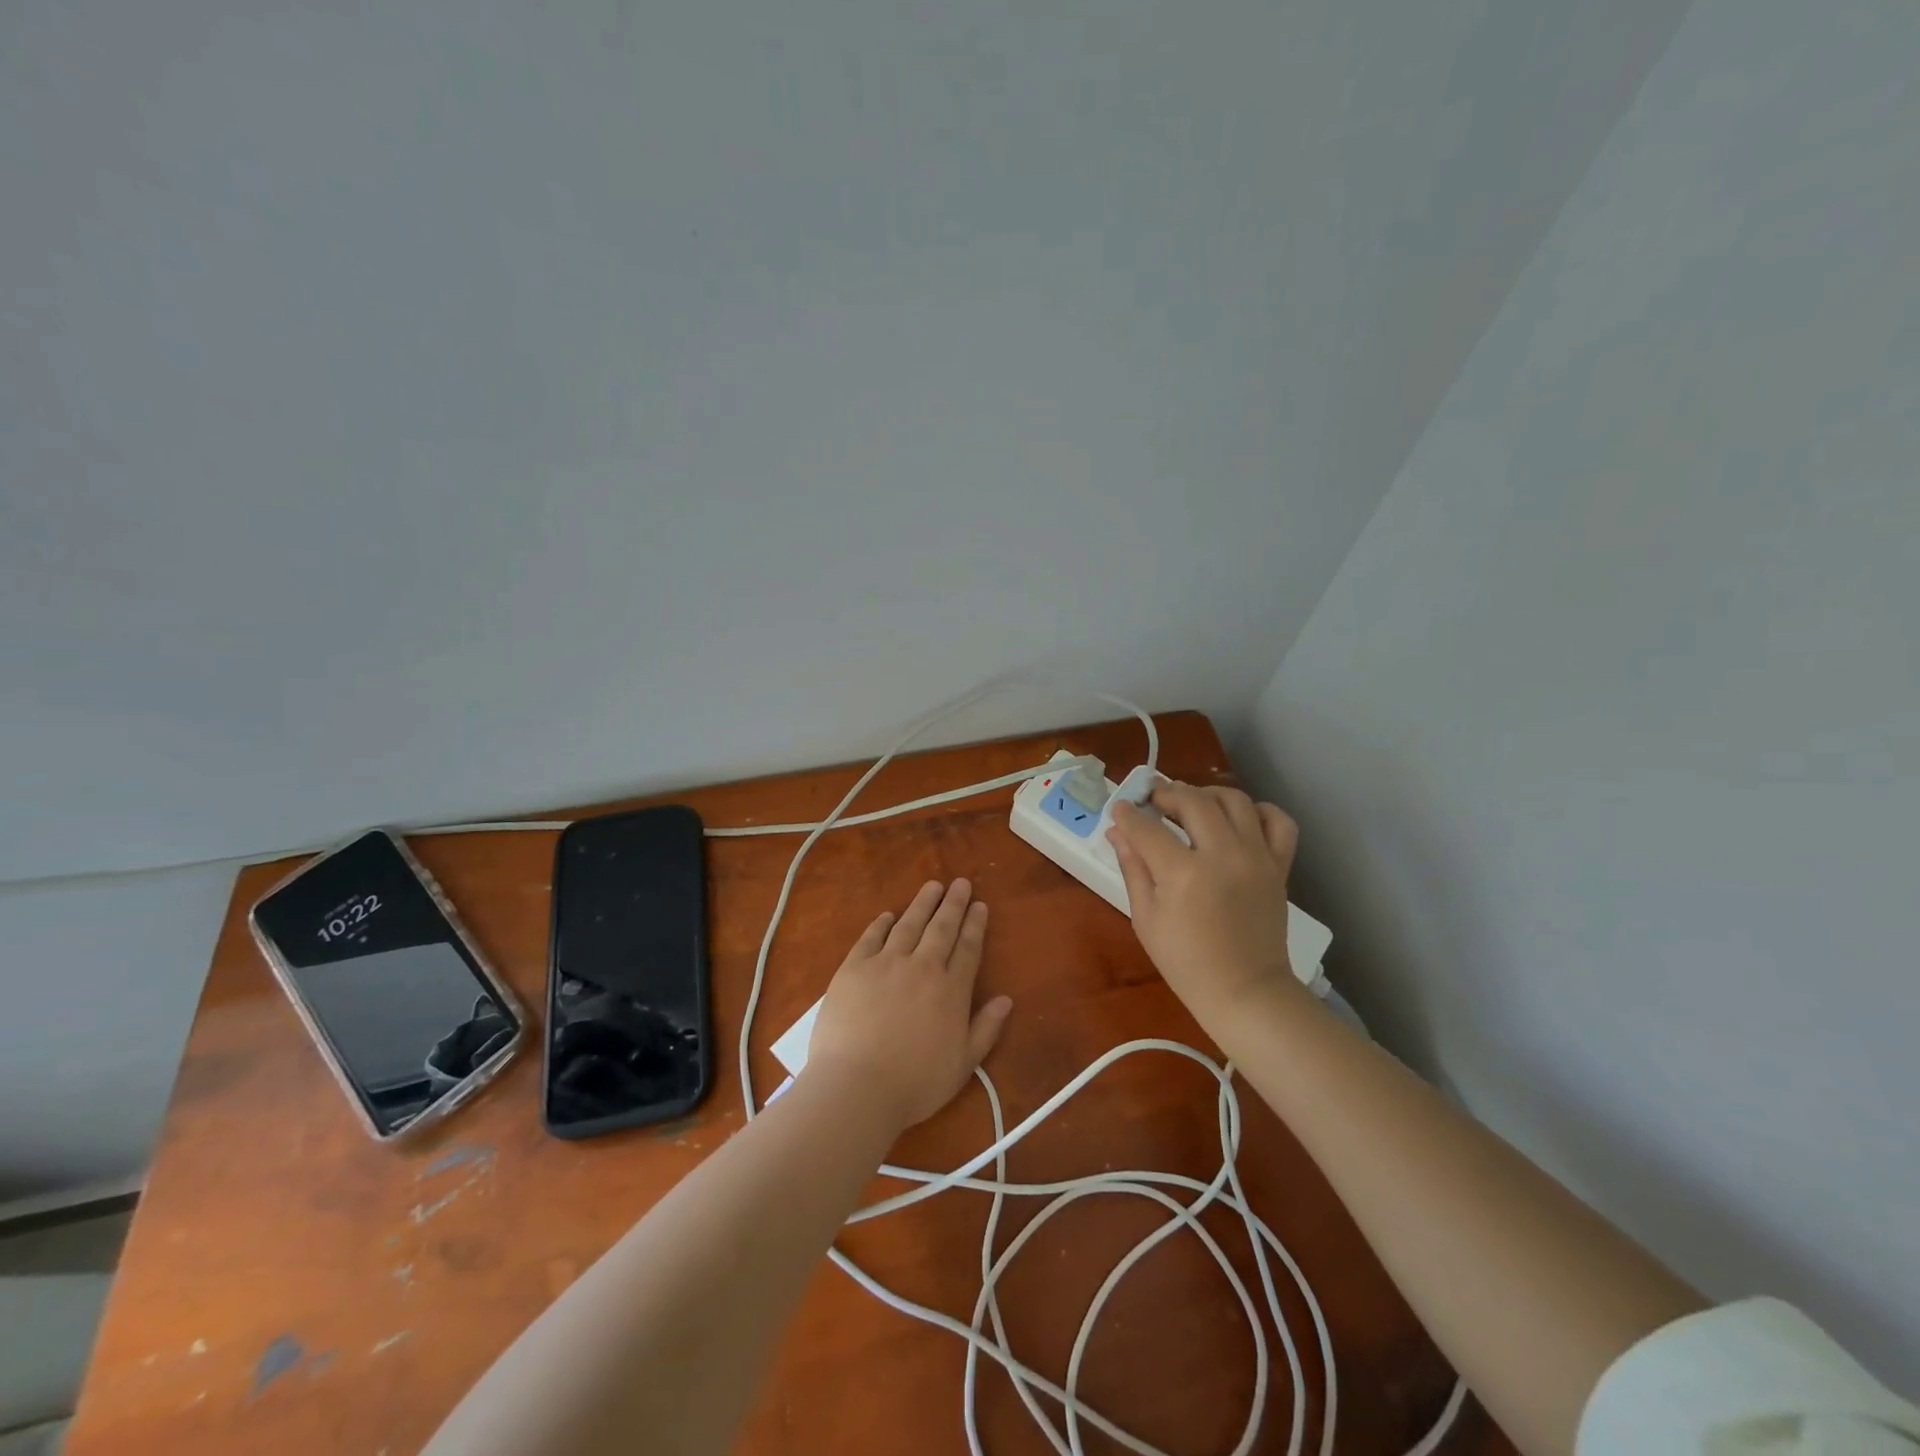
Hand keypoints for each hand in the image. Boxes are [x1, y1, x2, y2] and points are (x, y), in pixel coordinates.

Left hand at [805, 879, 1012, 1131]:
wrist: (857, 1086)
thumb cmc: (914, 1083)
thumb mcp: (963, 1064)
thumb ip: (986, 1029)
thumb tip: (1006, 999)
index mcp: (950, 991)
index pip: (968, 948)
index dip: (975, 925)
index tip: (980, 905)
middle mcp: (922, 968)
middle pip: (941, 928)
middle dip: (954, 903)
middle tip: (961, 883)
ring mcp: (886, 964)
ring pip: (909, 924)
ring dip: (923, 903)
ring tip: (932, 886)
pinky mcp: (854, 968)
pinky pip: (871, 937)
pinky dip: (881, 924)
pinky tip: (888, 915)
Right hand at [1106, 783, 1302, 1022]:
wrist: (1245, 992)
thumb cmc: (1186, 962)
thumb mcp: (1146, 918)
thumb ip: (1132, 868)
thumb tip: (1117, 832)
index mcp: (1183, 874)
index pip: (1147, 828)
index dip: (1128, 815)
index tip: (1120, 809)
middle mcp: (1223, 856)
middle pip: (1193, 801)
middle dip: (1167, 793)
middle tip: (1153, 801)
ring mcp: (1257, 858)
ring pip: (1234, 800)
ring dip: (1207, 794)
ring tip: (1192, 803)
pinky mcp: (1279, 866)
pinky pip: (1278, 821)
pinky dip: (1259, 811)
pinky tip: (1238, 819)